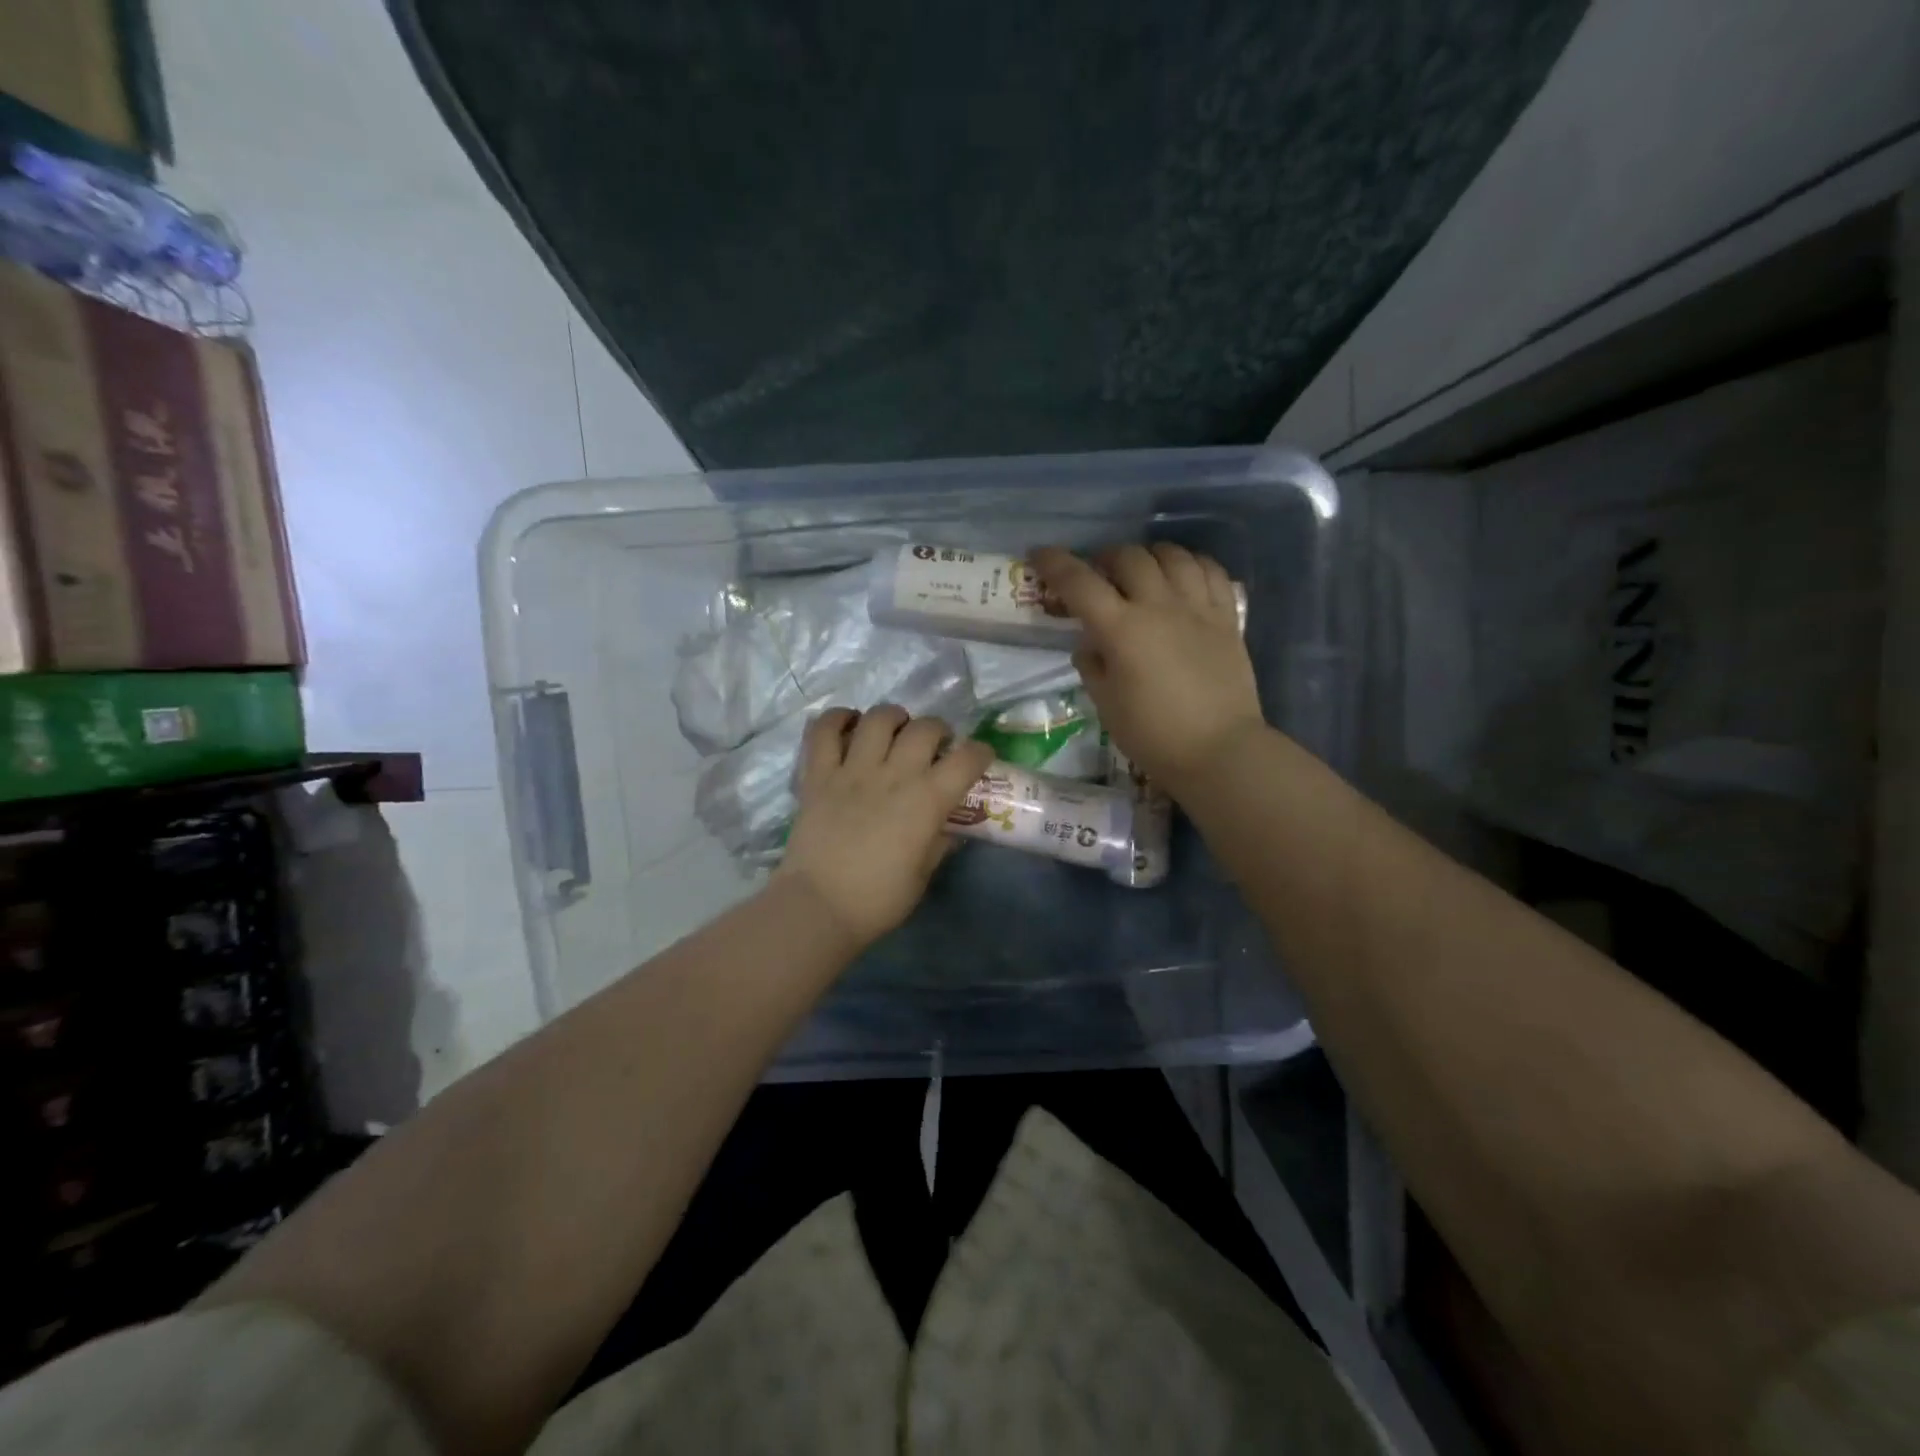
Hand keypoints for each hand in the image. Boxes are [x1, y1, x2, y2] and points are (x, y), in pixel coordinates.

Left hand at [774, 705, 993, 949]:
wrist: (819, 906)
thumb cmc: (878, 899)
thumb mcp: (922, 875)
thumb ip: (938, 844)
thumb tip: (948, 829)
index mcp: (927, 800)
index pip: (966, 759)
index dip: (979, 752)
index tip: (979, 757)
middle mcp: (894, 775)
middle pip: (924, 728)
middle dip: (938, 729)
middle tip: (934, 745)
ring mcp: (853, 770)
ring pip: (878, 718)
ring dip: (893, 717)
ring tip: (894, 728)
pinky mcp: (818, 775)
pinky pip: (824, 731)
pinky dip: (837, 719)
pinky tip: (849, 724)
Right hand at [1032, 544, 1264, 795]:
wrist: (1219, 751)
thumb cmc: (1153, 735)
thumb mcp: (1106, 705)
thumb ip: (1092, 666)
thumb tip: (1091, 645)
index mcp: (1121, 629)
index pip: (1080, 583)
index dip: (1055, 564)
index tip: (1039, 554)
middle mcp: (1159, 606)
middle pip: (1128, 557)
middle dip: (1105, 558)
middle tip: (1098, 575)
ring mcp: (1198, 608)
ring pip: (1172, 555)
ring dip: (1149, 555)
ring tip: (1142, 570)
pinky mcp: (1227, 618)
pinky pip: (1211, 571)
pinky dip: (1192, 563)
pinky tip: (1183, 575)